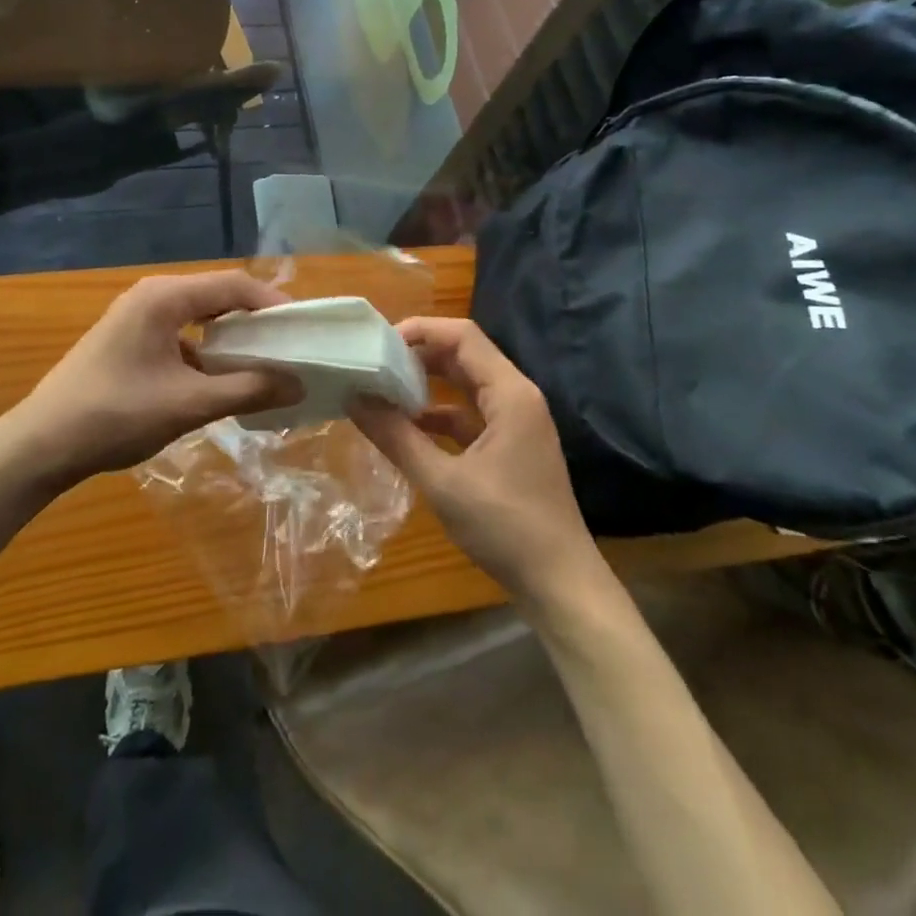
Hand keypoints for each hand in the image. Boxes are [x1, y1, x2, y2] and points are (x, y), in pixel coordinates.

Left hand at [7, 271, 301, 484]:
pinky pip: (181, 336)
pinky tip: (223, 383)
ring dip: (232, 340)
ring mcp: (138, 318)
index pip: (233, 285)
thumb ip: (247, 391)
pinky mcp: (130, 340)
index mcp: (164, 297)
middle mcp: (152, 296)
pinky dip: (207, 354)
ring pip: (199, 318)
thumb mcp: (188, 404)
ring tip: (265, 365)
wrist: (42, 444)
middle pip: (218, 297)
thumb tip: (299, 383)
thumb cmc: (116, 415)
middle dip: (256, 322)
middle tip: (291, 348)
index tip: (304, 330)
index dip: (273, 305)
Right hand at [351, 318, 604, 608]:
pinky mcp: (511, 445)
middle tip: (374, 364)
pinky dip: (439, 414)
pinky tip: (407, 428)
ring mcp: (517, 421)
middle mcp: (517, 396)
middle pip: (464, 354)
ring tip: (383, 390)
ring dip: (427, 384)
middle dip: (418, 354)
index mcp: (510, 393)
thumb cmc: (506, 528)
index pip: (462, 336)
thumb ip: (396, 437)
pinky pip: (470, 413)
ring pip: (466, 384)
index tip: (378, 345)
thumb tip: (354, 399)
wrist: (561, 585)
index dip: (420, 330)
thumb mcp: (443, 482)